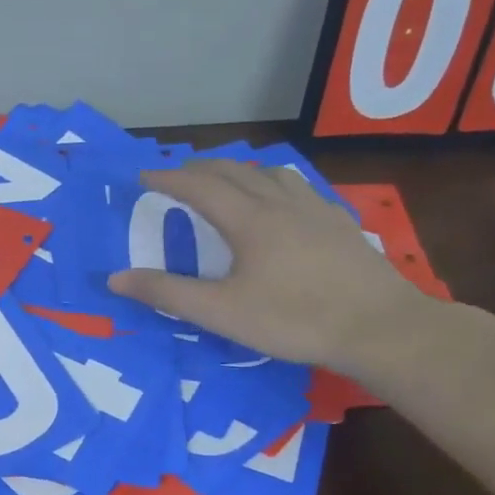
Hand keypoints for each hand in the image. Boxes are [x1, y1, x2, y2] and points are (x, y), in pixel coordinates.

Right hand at [107, 161, 427, 368]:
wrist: (379, 327)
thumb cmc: (294, 319)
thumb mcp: (221, 312)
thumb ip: (167, 293)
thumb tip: (115, 278)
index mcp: (249, 220)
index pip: (199, 186)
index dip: (168, 178)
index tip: (144, 175)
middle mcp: (281, 203)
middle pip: (234, 170)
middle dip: (200, 168)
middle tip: (176, 175)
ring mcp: (315, 209)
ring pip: (270, 173)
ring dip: (238, 169)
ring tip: (225, 180)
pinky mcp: (339, 223)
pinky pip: (297, 186)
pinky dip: (272, 182)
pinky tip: (280, 202)